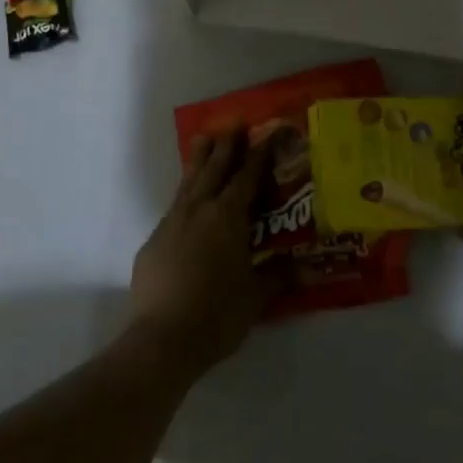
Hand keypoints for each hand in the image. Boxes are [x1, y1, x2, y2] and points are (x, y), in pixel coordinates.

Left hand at [129, 129, 280, 371]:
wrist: (162, 340)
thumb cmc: (218, 314)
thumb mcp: (257, 296)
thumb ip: (280, 276)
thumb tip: (309, 267)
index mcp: (227, 218)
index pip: (247, 177)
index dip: (259, 155)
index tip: (268, 133)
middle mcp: (199, 211)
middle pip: (214, 169)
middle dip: (226, 145)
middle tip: (235, 123)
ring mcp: (171, 224)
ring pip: (188, 183)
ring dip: (199, 160)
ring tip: (204, 139)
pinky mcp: (153, 243)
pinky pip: (173, 209)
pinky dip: (184, 195)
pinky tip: (187, 202)